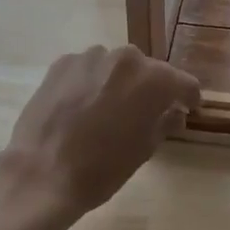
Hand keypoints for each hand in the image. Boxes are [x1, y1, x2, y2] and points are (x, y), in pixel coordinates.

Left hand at [0, 45, 200, 228]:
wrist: (41, 173)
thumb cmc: (101, 168)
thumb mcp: (144, 150)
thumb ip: (164, 123)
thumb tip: (174, 114)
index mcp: (153, 79)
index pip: (183, 83)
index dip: (188, 98)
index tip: (188, 109)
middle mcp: (125, 58)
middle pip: (148, 70)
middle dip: (150, 89)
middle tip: (143, 114)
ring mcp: (91, 56)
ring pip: (115, 67)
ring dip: (118, 83)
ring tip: (107, 110)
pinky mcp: (63, 62)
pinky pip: (88, 69)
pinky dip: (91, 82)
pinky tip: (81, 107)